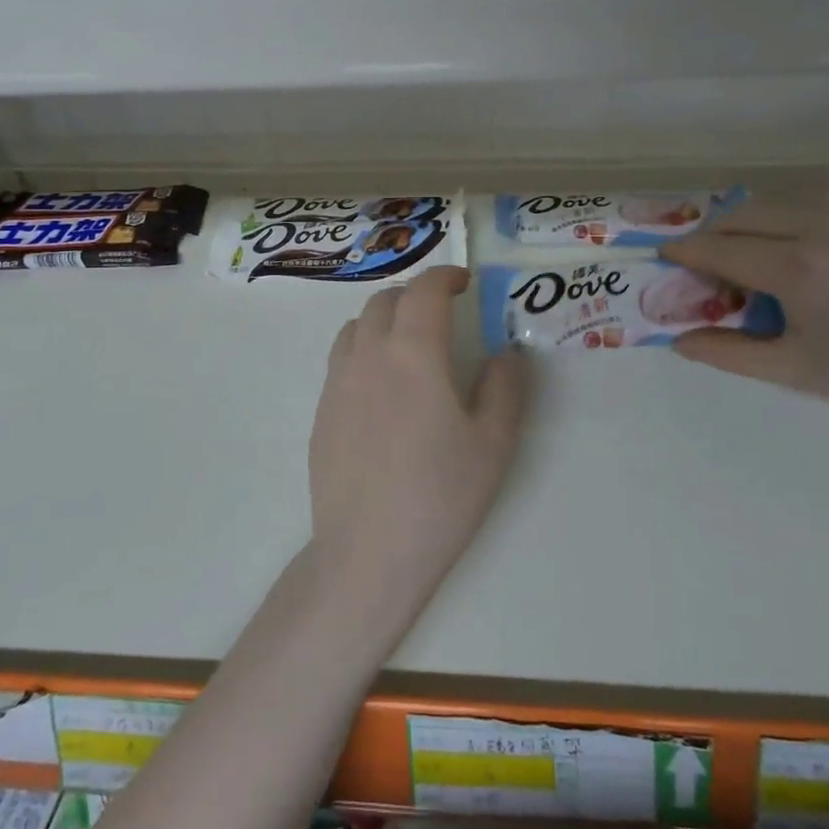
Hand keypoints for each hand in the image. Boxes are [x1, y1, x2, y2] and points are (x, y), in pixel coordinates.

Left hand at [307, 267, 531, 609]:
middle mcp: (369, 355)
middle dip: (416, 294)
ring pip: (357, 325)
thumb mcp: (493, 444)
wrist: (367, 552)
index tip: (464, 282)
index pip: (424, 290)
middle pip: (386, 300)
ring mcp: (337, 381)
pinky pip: (341, 357)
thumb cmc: (440, 497)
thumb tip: (507, 351)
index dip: (445, 276)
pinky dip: (364, 347)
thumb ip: (505, 386)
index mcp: (413, 353)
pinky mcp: (321, 409)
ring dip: (385, 317)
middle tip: (442, 312)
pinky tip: (382, 384)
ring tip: (409, 342)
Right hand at [659, 196, 828, 436]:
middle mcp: (822, 230)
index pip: (720, 248)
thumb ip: (728, 353)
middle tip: (701, 263)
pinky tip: (790, 244)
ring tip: (742, 252)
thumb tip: (678, 340)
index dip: (684, 251)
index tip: (662, 255)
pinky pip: (814, 202)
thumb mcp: (795, 372)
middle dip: (712, 234)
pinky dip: (786, 215)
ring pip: (777, 201)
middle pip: (742, 215)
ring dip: (747, 220)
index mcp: (798, 270)